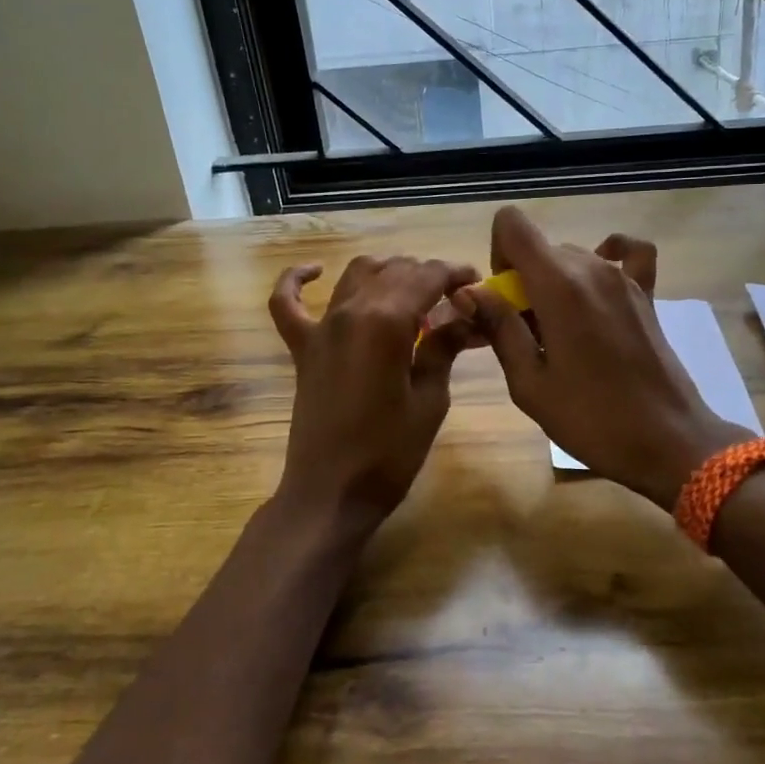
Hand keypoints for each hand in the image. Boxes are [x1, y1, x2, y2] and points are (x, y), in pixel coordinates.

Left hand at [269, 255, 479, 520]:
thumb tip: (464, 318)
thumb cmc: (390, 452)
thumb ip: (444, 348)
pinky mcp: (302, 347)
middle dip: (429, 276)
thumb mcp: (430, 400)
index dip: (456, 275)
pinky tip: (315, 272)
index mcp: (387, 321)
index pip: (427, 276)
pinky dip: (296, 280)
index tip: (477, 285)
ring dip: (388, 273)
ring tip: (412, 292)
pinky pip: (287, 302)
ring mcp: (322, 327)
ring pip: (356, 275)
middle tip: (455, 301)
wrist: (331, 493)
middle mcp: (351, 311)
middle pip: (395, 270)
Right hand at [460, 207, 750, 507]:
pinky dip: (606, 258)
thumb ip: (498, 327)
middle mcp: (592, 266)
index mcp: (558, 284)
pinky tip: (596, 288)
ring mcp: (624, 277)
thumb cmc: (591, 418)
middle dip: (523, 281)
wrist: (668, 440)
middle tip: (527, 335)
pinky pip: (627, 253)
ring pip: (572, 257)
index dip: (497, 254)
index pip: (513, 224)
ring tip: (560, 334)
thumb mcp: (529, 382)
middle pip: (540, 249)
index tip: (503, 300)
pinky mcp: (646, 293)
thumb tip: (469, 291)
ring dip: (554, 284)